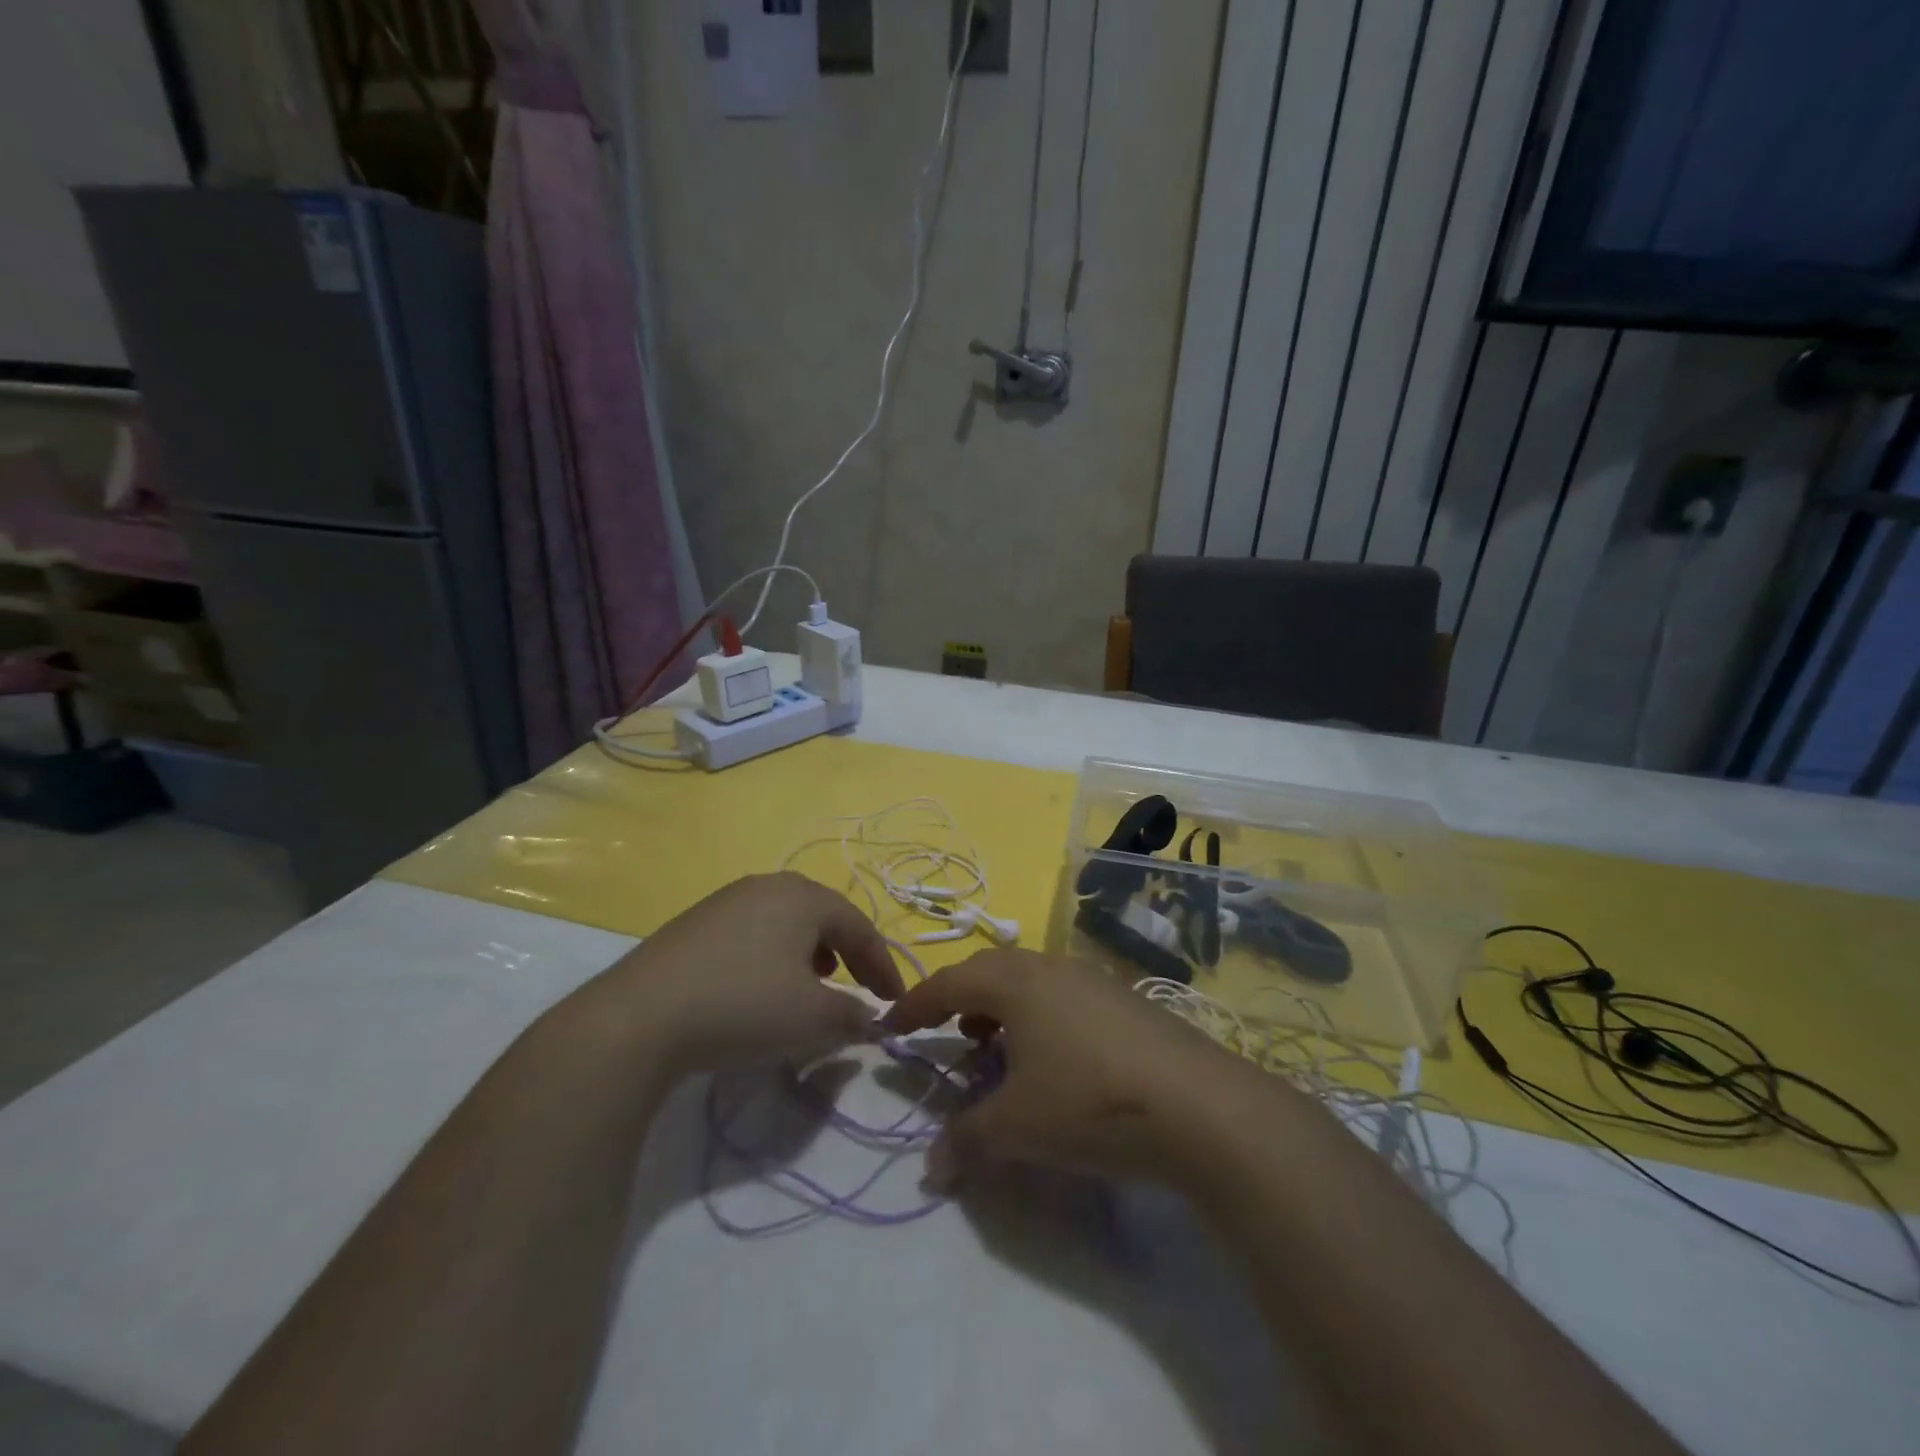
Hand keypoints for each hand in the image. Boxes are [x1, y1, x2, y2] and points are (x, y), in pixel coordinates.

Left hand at [590, 873, 903, 1077]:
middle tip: (859, 985)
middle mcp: (767, 885)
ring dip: (810, 952)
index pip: (860, 927)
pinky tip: (762, 986)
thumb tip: (870, 1019)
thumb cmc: (744, 1006)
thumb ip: (852, 1015)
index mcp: (804, 896)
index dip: (883, 965)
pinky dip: (773, 956)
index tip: (895, 1001)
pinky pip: (752, 932)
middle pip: (823, 915)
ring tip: (814, 983)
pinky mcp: (695, 923)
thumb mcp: (813, 1018)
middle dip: (847, 952)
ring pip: (786, 921)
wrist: (641, 1017)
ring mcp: (726, 900)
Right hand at [881, 950, 1262, 1191]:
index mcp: (1017, 981)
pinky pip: (1064, 997)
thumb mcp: (1017, 1126)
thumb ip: (966, 1140)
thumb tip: (931, 1167)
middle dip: (961, 1000)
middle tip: (947, 1032)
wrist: (1201, 1106)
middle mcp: (1052, 968)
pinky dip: (1041, 1019)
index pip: (949, 982)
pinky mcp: (1126, 1001)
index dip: (915, 1004)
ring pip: (1031, 982)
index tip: (890, 1025)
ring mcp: (1094, 980)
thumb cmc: (1090, 1103)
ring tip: (996, 1048)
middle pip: (991, 971)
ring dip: (1004, 1009)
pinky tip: (1054, 1059)